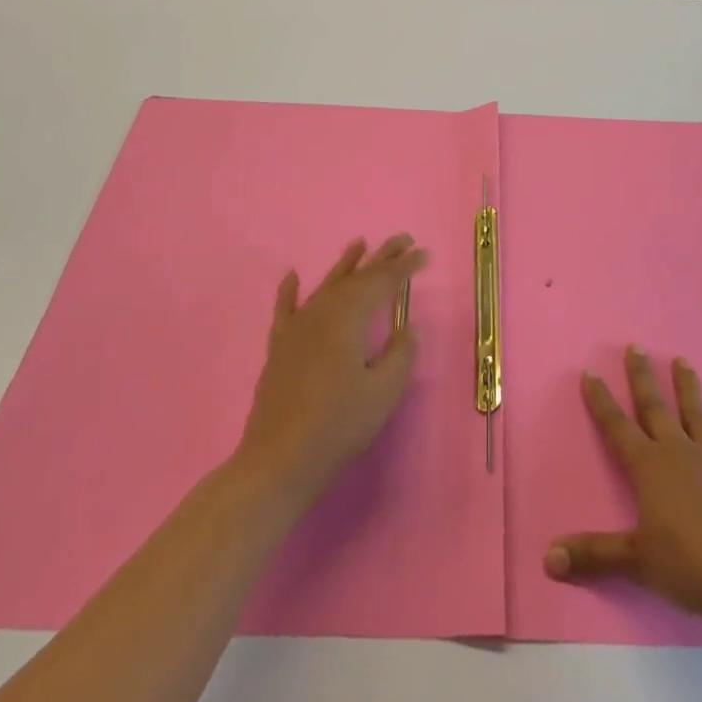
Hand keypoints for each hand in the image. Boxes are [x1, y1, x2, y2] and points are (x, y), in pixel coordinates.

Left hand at [232, 234, 426, 513]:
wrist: (278, 461)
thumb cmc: (338, 426)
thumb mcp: (383, 392)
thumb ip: (400, 355)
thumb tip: (407, 328)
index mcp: (349, 318)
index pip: (382, 283)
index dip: (403, 267)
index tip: (422, 253)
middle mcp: (321, 313)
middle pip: (355, 278)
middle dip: (380, 258)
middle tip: (402, 240)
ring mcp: (296, 329)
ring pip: (325, 286)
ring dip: (345, 266)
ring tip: (359, 244)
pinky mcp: (279, 348)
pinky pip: (286, 310)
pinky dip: (289, 291)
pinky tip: (292, 276)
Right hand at [545, 345, 701, 629]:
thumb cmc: (693, 566)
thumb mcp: (637, 563)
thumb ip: (595, 556)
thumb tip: (548, 557)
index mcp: (651, 468)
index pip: (618, 427)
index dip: (602, 401)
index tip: (591, 372)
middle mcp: (682, 455)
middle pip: (657, 410)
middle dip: (643, 378)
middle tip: (636, 347)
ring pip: (700, 419)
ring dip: (690, 390)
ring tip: (683, 361)